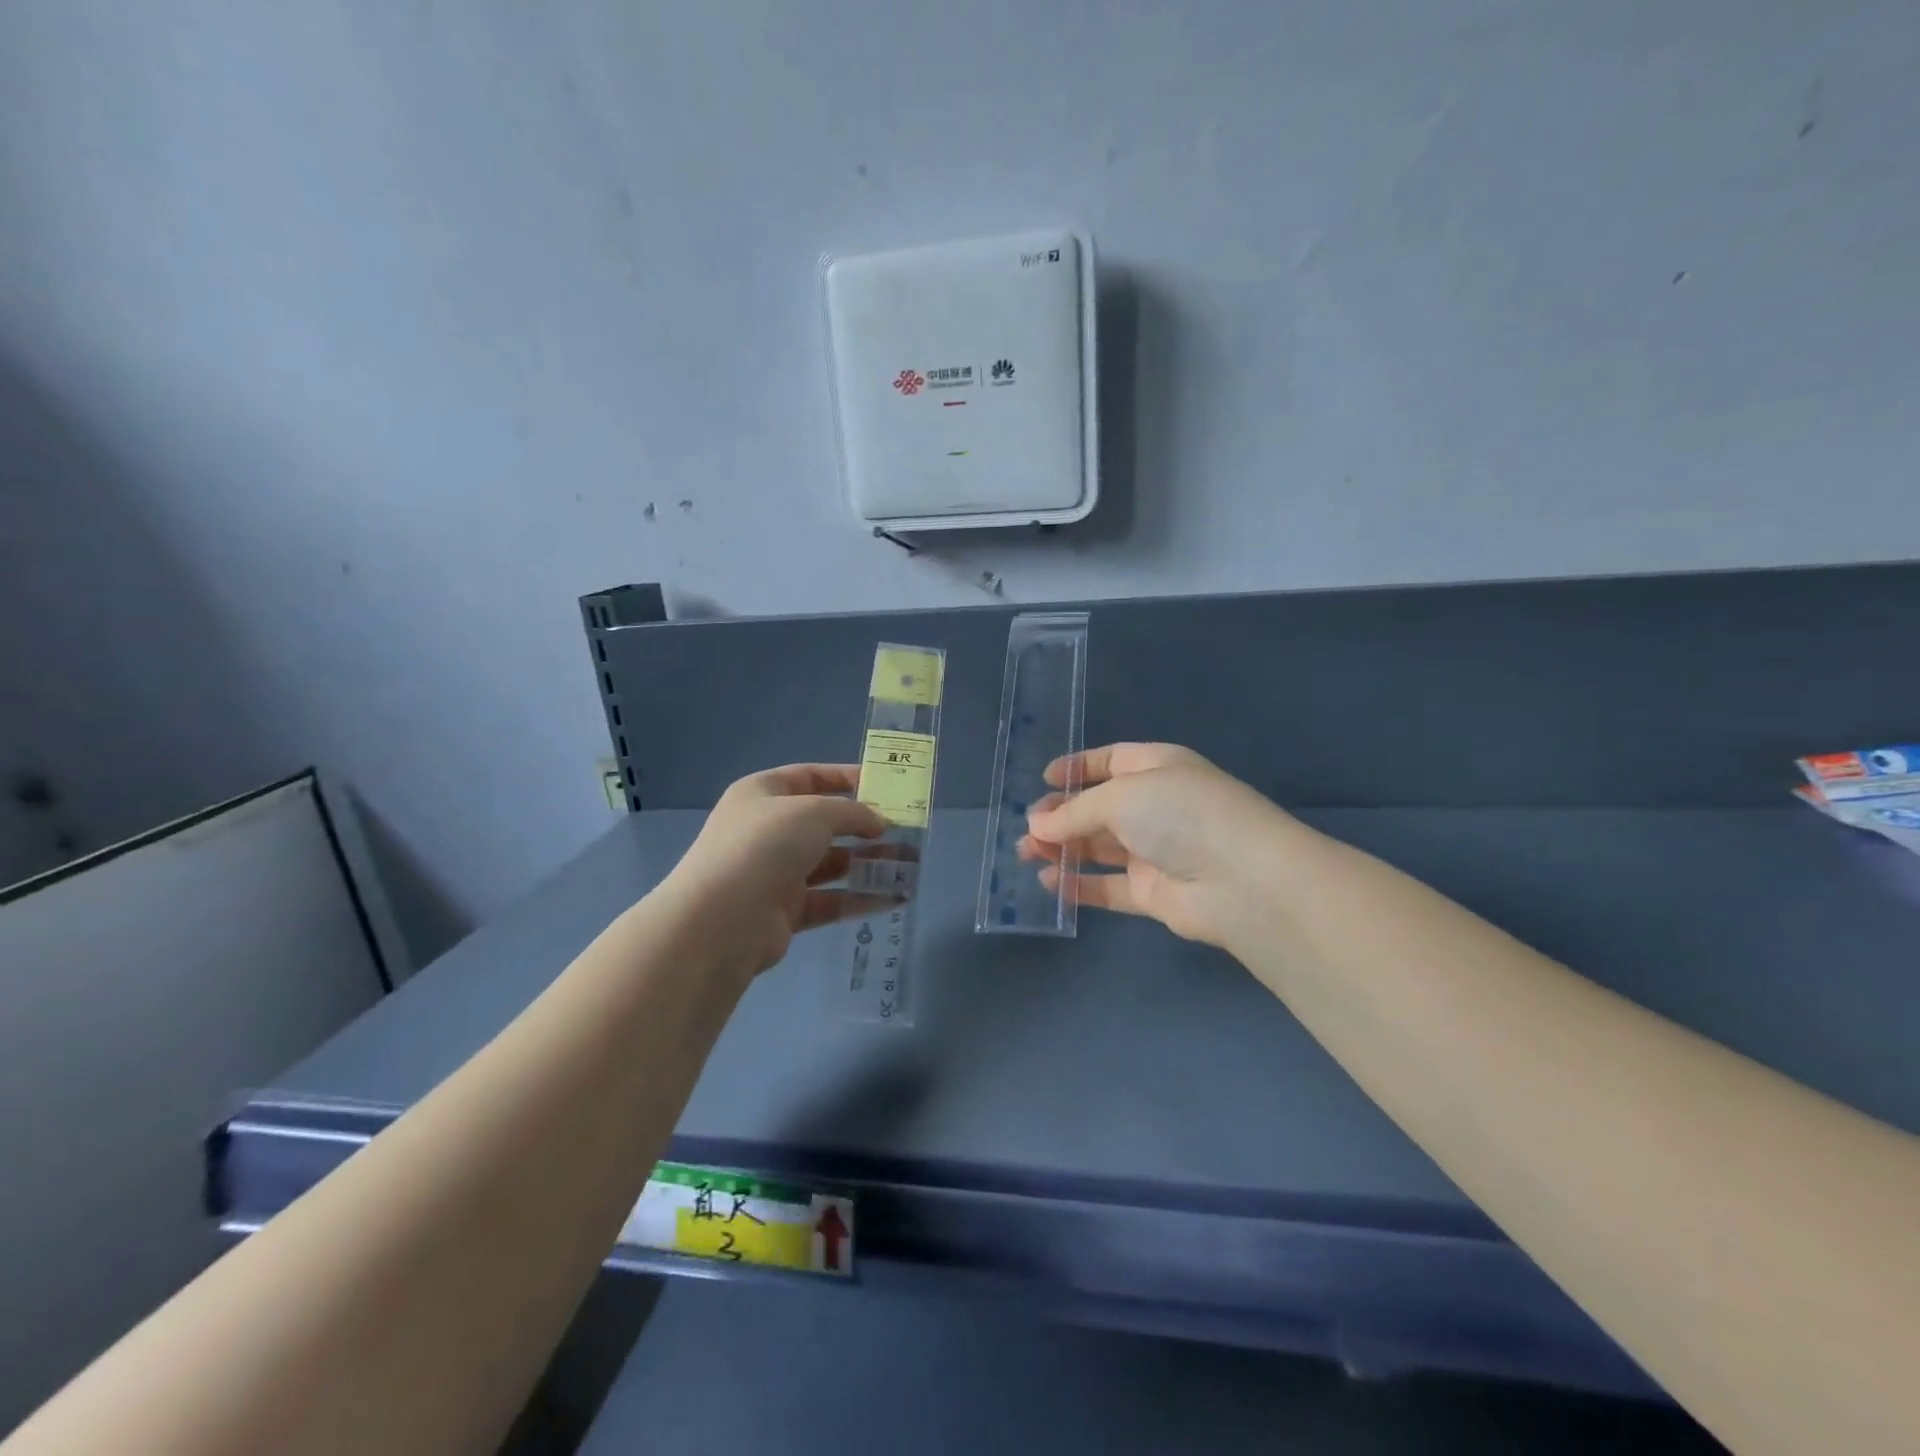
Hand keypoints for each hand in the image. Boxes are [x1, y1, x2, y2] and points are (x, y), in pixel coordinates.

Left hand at [662, 764, 889, 976]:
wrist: (723, 918)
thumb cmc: (767, 845)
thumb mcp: (815, 811)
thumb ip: (852, 812)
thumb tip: (878, 822)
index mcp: (763, 794)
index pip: (811, 777)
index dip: (848, 778)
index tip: (887, 786)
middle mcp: (768, 830)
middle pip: (825, 823)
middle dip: (865, 826)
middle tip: (906, 829)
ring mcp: (776, 872)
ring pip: (832, 863)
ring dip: (869, 863)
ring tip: (911, 863)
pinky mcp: (786, 911)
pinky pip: (831, 900)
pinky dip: (861, 898)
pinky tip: (896, 897)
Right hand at [1020, 743, 1290, 948]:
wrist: (1241, 880)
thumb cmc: (1181, 814)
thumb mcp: (1120, 796)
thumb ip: (1075, 811)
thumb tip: (1036, 826)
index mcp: (1158, 768)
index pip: (1112, 761)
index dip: (1078, 768)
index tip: (1044, 780)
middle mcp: (1158, 806)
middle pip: (1100, 808)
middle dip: (1061, 816)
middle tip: (1028, 829)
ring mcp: (1157, 851)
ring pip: (1100, 847)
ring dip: (1063, 849)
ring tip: (1026, 854)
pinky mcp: (1154, 893)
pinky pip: (1109, 887)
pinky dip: (1079, 885)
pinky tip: (1049, 883)